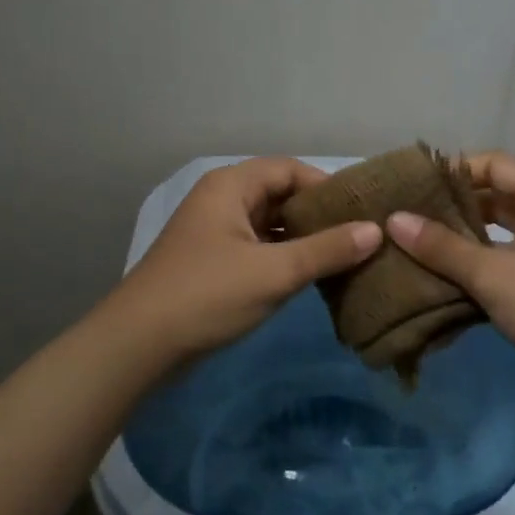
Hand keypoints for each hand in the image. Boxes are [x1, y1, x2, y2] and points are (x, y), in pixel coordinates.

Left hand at [111, 157, 382, 358]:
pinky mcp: (214, 262)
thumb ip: (326, 250)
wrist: (138, 345)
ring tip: (346, 257)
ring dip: (304, 239)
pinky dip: (285, 258)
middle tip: (361, 236)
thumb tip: (376, 231)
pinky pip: (259, 248)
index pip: (290, 169)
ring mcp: (216, 232)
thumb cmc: (207, 295)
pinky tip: (313, 277)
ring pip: (271, 224)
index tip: (362, 211)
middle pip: (280, 195)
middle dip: (318, 215)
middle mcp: (222, 200)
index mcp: (231, 186)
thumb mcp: (273, 272)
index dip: (327, 187)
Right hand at [384, 151, 514, 387]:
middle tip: (406, 218)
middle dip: (453, 208)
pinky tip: (443, 282)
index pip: (495, 165)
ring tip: (416, 248)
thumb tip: (393, 220)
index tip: (413, 187)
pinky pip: (508, 266)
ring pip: (500, 236)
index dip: (455, 171)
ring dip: (463, 242)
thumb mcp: (496, 276)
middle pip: (497, 199)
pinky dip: (479, 270)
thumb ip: (444, 248)